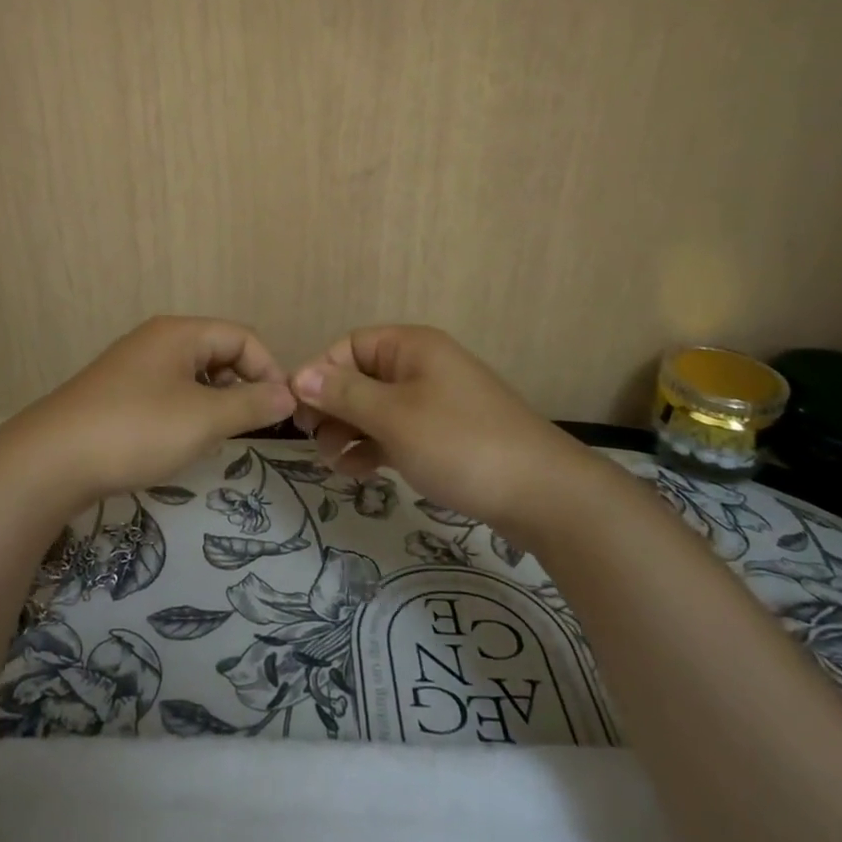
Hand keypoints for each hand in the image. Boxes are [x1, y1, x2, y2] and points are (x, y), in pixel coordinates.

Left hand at [3, 316, 295, 512]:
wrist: (51, 461)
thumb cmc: (137, 429)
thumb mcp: (204, 418)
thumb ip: (251, 404)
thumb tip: (288, 394)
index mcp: (180, 333)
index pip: (242, 336)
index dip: (268, 369)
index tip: (279, 412)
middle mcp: (157, 340)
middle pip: (218, 352)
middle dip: (240, 387)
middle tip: (245, 428)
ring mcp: (133, 367)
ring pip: (193, 377)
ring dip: (213, 404)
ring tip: (213, 438)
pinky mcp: (117, 394)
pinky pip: (168, 394)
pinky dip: (185, 413)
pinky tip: (178, 443)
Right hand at [290, 325, 599, 527]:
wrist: (544, 495)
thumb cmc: (460, 443)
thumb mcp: (394, 416)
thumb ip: (344, 394)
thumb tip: (299, 375)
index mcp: (411, 348)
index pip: (349, 346)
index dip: (320, 373)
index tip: (298, 411)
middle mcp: (422, 368)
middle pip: (360, 377)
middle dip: (332, 407)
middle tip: (312, 441)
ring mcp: (435, 404)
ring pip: (375, 409)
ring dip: (348, 431)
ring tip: (333, 463)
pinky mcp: (444, 437)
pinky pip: (395, 433)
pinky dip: (373, 448)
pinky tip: (358, 472)